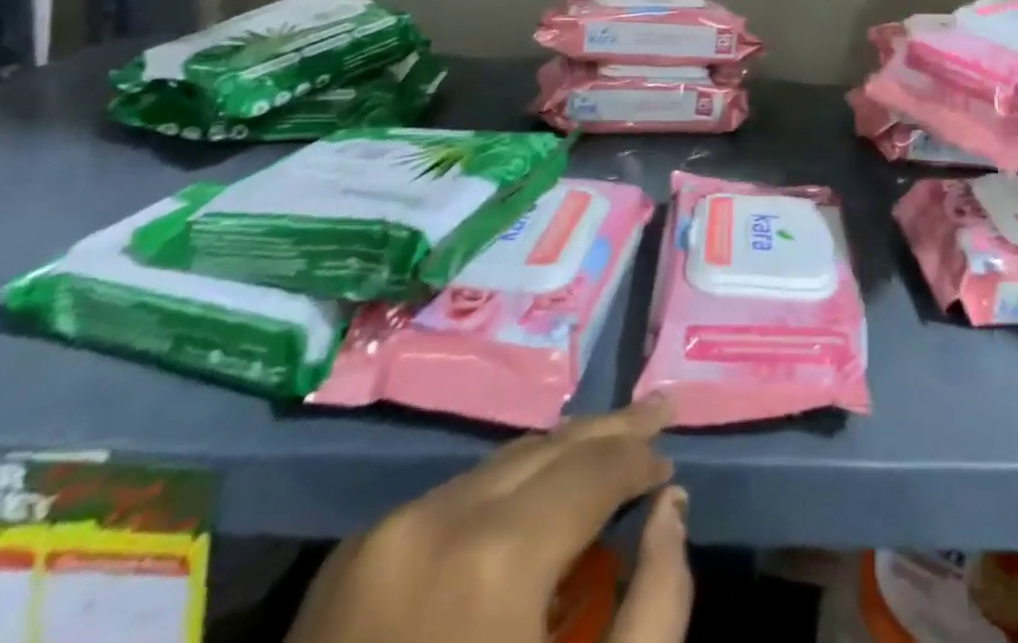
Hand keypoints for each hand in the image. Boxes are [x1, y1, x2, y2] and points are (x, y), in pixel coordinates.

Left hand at [285, 398, 690, 642]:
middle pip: (545, 447)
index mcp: (495, 559)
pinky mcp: (346, 561)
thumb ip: (658, 606)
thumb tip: (671, 509)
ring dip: (555, 459)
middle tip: (658, 411)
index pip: (593, 467)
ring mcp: (382, 535)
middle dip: (608, 431)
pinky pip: (450, 500)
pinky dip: (502, 494)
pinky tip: (531, 504)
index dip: (641, 459)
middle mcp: (436, 520)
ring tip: (603, 452)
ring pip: (496, 466)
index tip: (670, 464)